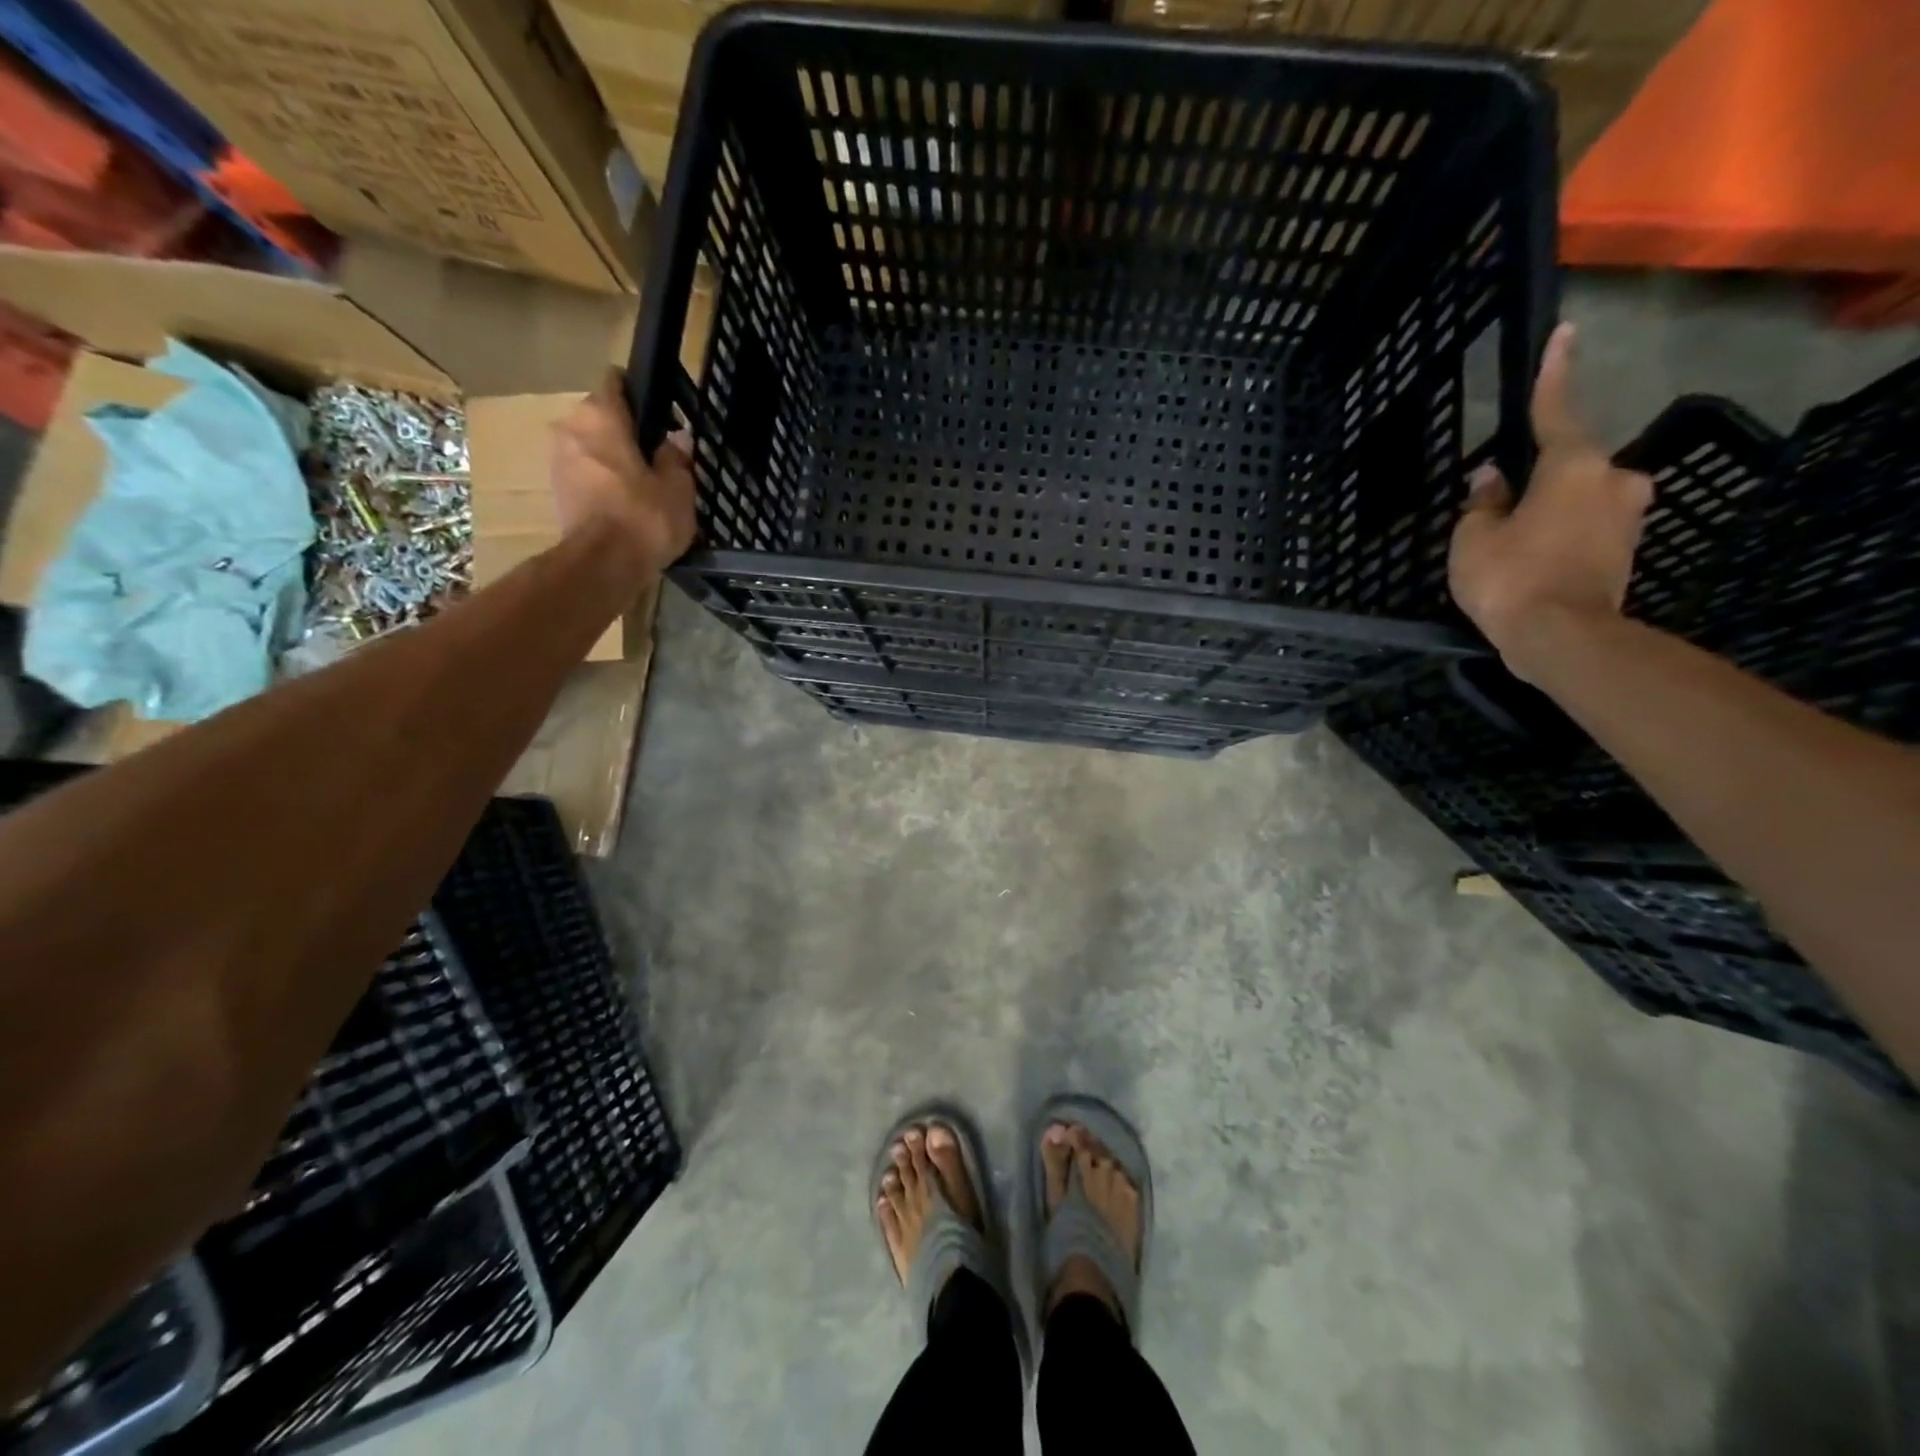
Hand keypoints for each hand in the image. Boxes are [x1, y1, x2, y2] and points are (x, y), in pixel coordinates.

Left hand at [550, 368, 695, 581]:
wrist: (603, 565)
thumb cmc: (645, 517)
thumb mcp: (678, 487)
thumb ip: (677, 457)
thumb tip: (676, 439)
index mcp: (601, 416)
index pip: (615, 381)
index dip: (640, 394)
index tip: (661, 415)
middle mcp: (571, 427)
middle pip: (602, 416)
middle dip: (626, 431)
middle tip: (658, 456)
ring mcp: (558, 459)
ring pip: (592, 446)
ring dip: (613, 458)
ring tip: (643, 484)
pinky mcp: (557, 490)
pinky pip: (585, 473)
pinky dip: (602, 481)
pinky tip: (625, 502)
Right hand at [1448, 323, 1653, 681]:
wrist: (1563, 638)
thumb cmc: (1511, 578)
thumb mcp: (1475, 539)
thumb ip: (1483, 503)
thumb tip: (1492, 479)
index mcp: (1574, 466)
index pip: (1556, 411)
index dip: (1554, 373)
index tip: (1566, 332)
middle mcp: (1613, 480)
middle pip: (1570, 465)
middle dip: (1539, 480)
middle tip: (1502, 505)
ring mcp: (1627, 516)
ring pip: (1579, 499)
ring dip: (1549, 511)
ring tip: (1512, 545)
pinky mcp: (1626, 549)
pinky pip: (1586, 527)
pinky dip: (1561, 536)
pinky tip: (1533, 562)